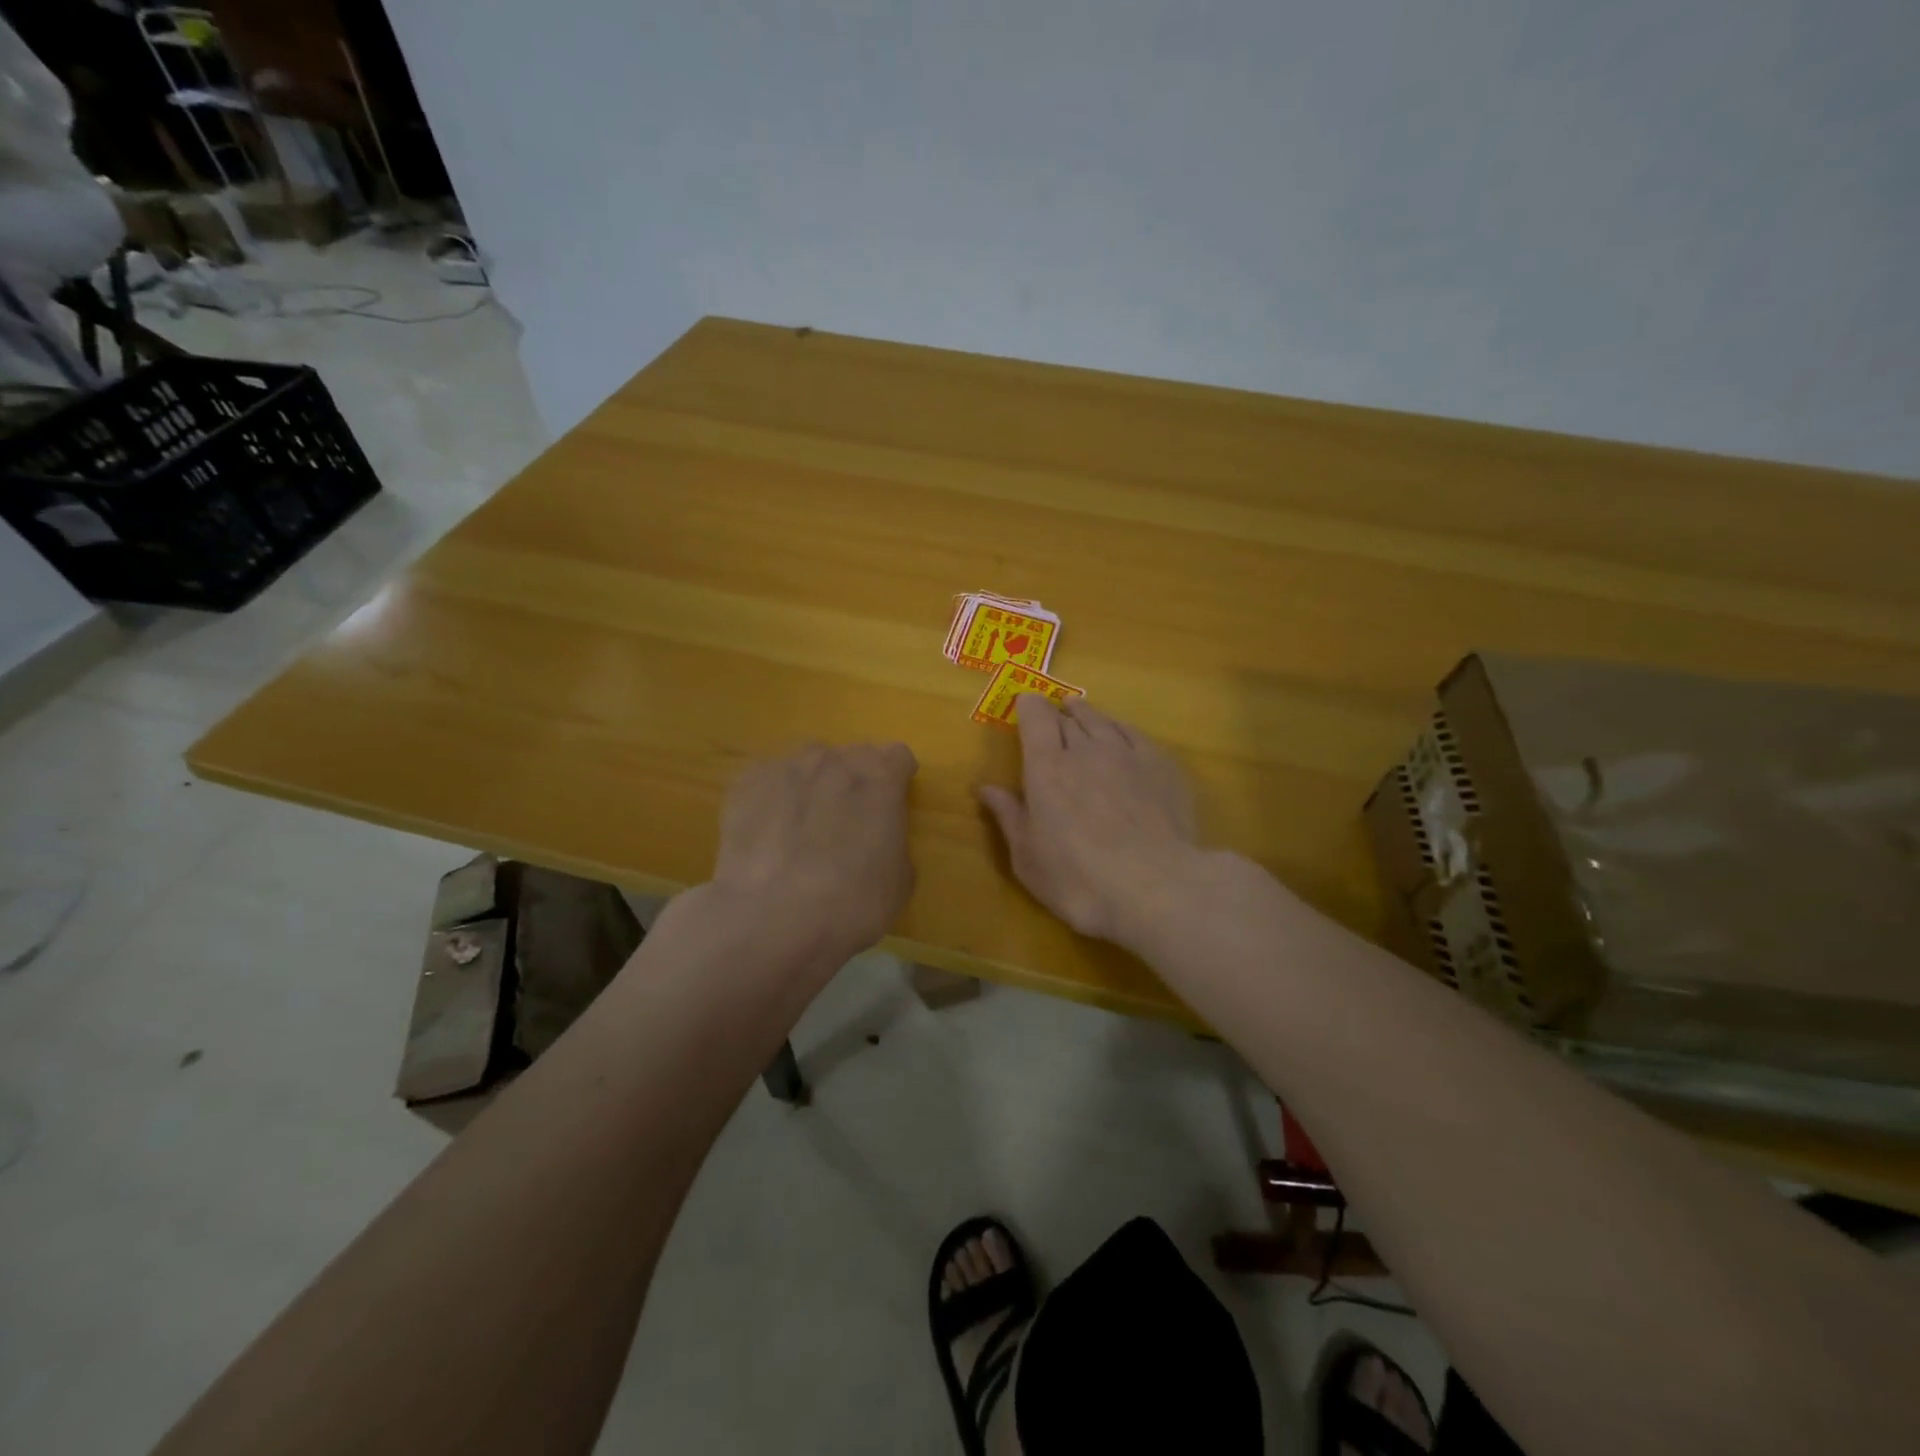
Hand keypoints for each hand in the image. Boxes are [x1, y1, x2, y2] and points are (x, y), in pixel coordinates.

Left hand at [712, 741, 918, 961]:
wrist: (770, 918)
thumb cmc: (851, 903)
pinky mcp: (744, 784)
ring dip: (811, 786)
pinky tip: (766, 835)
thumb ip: (893, 842)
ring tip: (801, 828)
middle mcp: (834, 759)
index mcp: (881, 776)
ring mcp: (785, 767)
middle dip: (853, 782)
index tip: (890, 807)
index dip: (896, 781)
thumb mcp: (899, 880)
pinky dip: (771, 800)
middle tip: (846, 823)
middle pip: (851, 757)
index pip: (898, 757)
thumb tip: (877, 838)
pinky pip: (766, 782)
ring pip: (806, 765)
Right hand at [978, 698, 1207, 946]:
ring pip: (1103, 721)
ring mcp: (1127, 754)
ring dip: (1087, 715)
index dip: (1029, 707)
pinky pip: (1135, 734)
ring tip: (1079, 711)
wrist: (1155, 888)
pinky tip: (1121, 734)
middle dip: (1056, 714)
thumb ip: (1008, 816)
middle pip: (1068, 718)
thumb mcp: (1028, 857)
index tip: (1025, 704)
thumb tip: (986, 788)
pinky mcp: (1161, 766)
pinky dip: (1120, 729)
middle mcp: (1086, 749)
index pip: (1035, 718)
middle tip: (1052, 717)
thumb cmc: (1078, 879)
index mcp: (1047, 768)